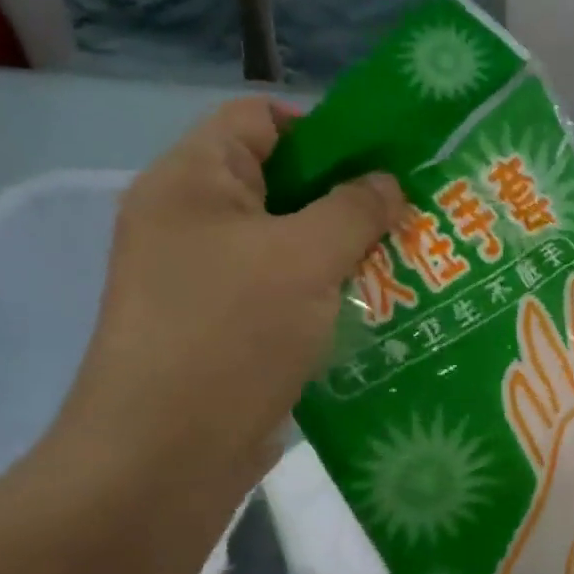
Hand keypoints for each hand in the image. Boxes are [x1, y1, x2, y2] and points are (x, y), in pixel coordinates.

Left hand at [56, 99, 401, 497]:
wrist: (166, 455)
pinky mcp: (223, 330)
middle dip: (346, 198)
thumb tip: (387, 184)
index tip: (384, 165)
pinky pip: (282, 293)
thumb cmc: (231, 332)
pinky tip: (373, 311)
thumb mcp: (304, 257)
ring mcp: (203, 280)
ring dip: (342, 252)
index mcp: (191, 181)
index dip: (324, 130)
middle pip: (279, 184)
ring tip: (404, 265)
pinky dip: (324, 295)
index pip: (259, 119)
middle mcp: (190, 222)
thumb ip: (354, 209)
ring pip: (286, 245)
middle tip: (408, 219)